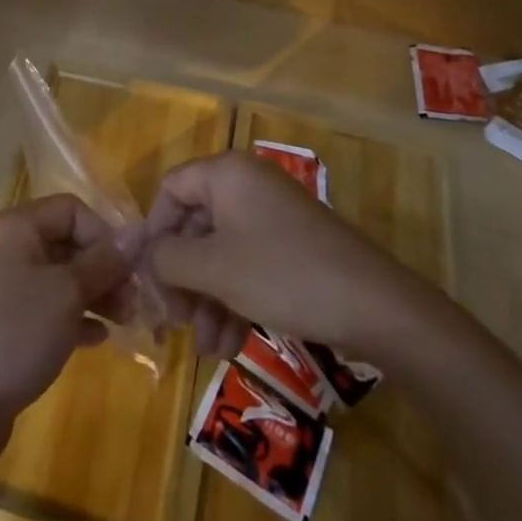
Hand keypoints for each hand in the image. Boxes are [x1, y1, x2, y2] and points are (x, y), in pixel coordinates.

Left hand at [0, 194, 133, 456]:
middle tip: (134, 303)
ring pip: (62, 278)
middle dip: (105, 268)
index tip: (128, 270)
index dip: (104, 234)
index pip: (72, 209)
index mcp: (19, 227)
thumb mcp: (66, 293)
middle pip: (68, 243)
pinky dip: (76, 318)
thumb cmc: (15, 332)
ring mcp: (7, 287)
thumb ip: (104, 261)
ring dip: (96, 294)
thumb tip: (139, 231)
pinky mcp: (8, 323)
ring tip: (125, 322)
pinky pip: (50, 308)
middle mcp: (11, 248)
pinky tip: (100, 339)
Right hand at [145, 151, 438, 363]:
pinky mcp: (292, 244)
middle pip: (195, 224)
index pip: (171, 189)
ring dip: (207, 297)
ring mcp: (272, 214)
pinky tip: (229, 344)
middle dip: (182, 276)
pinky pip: (248, 262)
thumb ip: (168, 259)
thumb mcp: (215, 269)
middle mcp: (246, 185)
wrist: (375, 305)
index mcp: (226, 174)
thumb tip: (145, 256)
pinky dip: (234, 298)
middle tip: (173, 320)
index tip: (147, 277)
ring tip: (205, 346)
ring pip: (222, 250)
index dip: (154, 231)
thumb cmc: (282, 274)